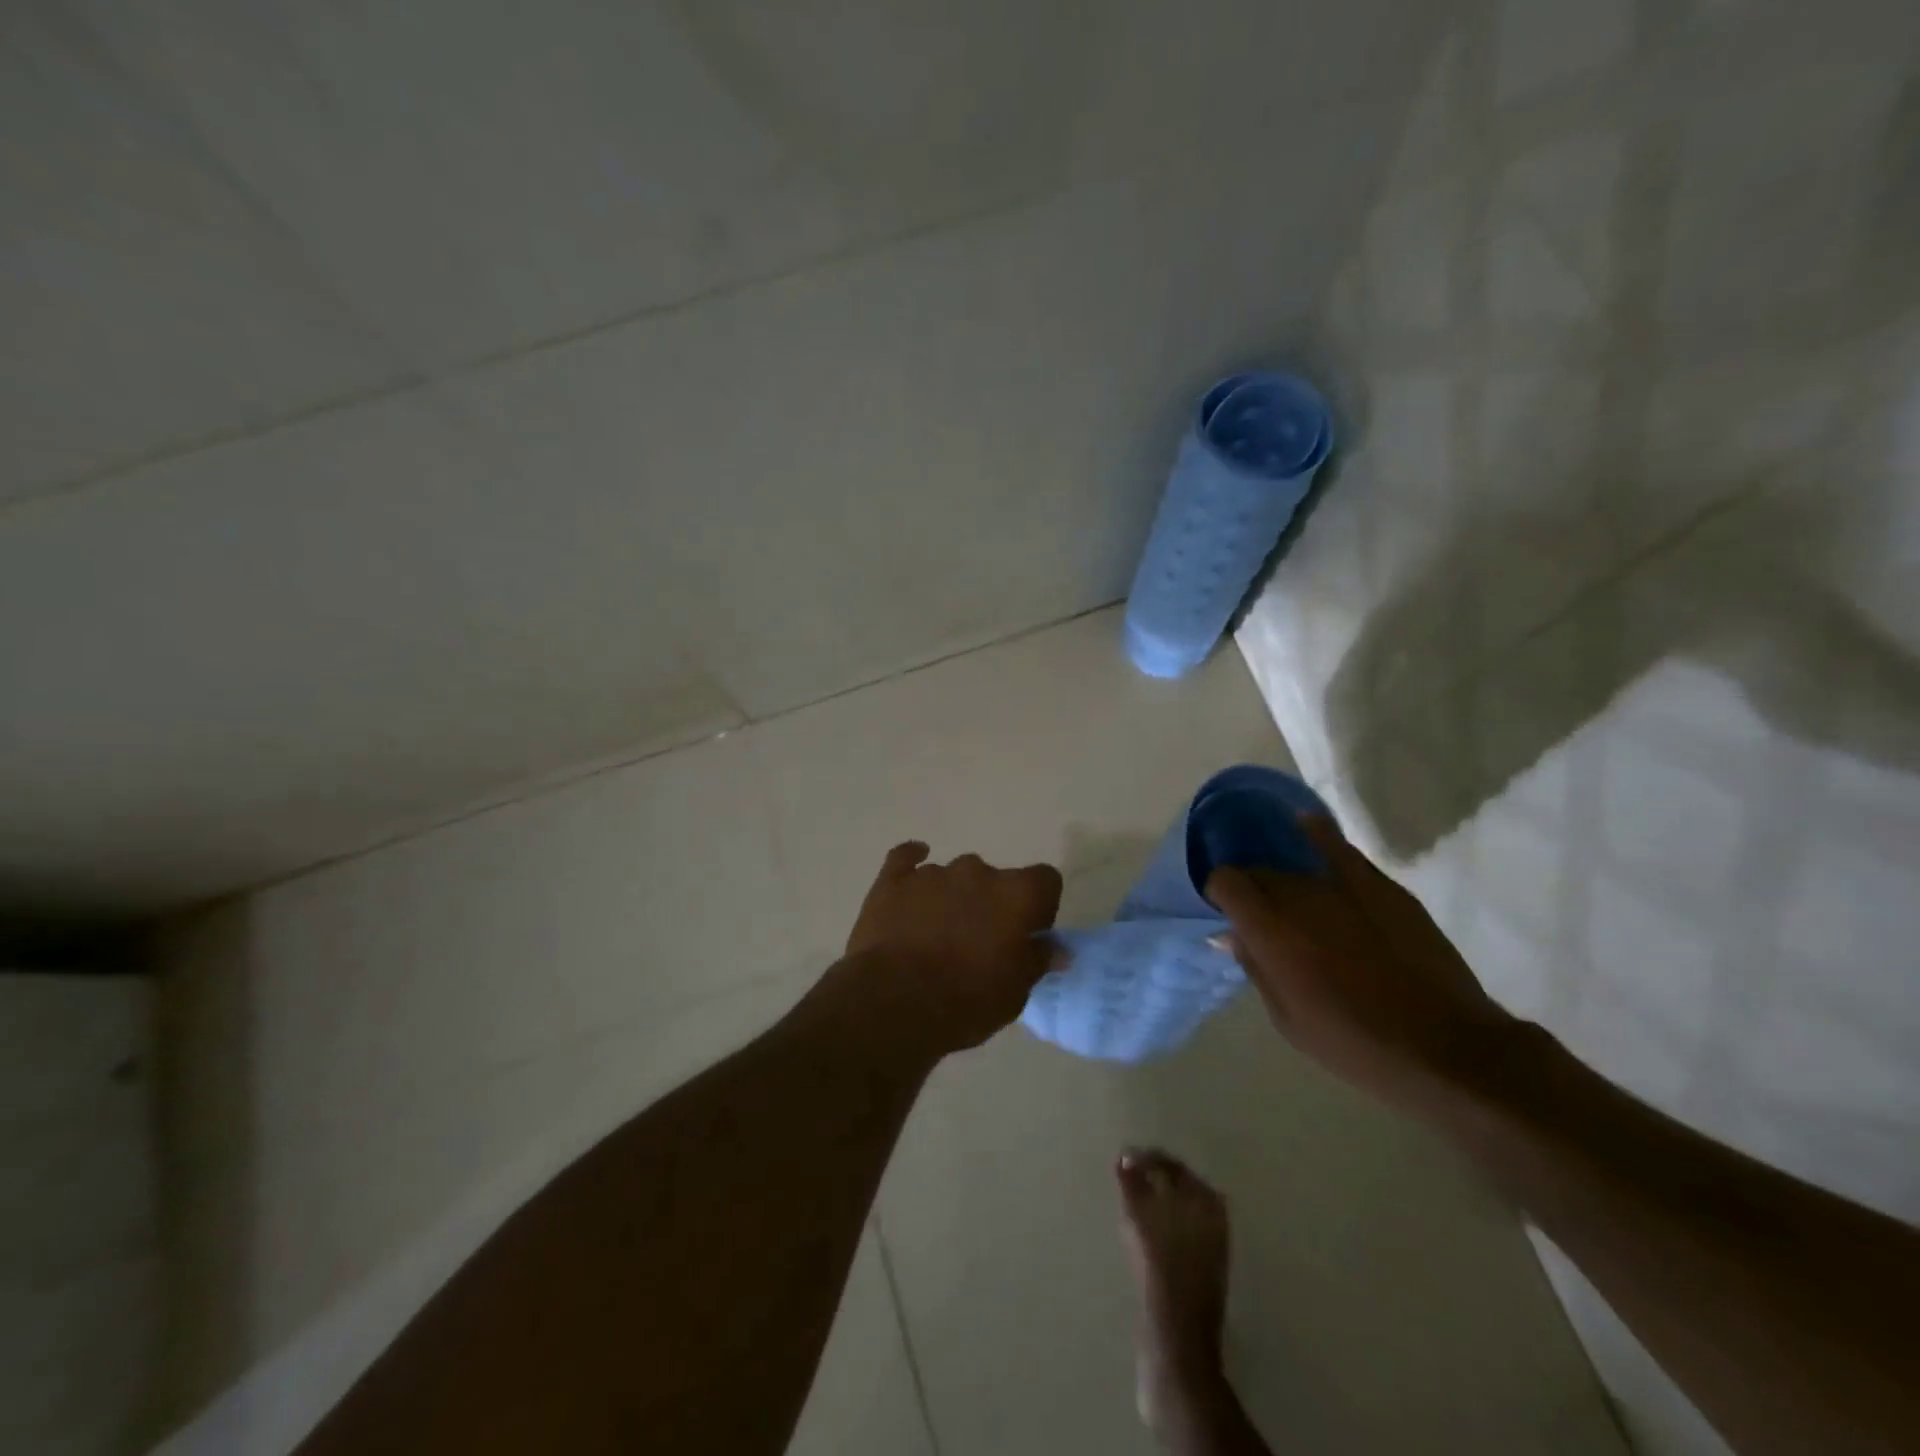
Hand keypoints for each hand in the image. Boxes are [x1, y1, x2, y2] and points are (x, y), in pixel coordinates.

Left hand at [839, 842, 1063, 1059]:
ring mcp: (932, 873)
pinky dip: (911, 865)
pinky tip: (912, 872)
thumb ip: (1037, 960)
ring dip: (953, 897)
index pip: (1045, 879)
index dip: (1040, 905)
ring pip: (953, 876)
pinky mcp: (893, 880)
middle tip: (980, 941)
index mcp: (1016, 894)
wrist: (894, 1003)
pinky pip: (905, 859)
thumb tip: (1057, 948)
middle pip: (995, 878)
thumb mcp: (1015, 992)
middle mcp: (977, 872)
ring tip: (938, 935)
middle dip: (991, 903)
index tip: (1030, 932)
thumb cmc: (967, 1001)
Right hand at [1206, 817, 1519, 1115]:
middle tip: (1264, 916)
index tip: (1226, 909)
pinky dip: (1319, 835)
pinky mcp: (1380, 885)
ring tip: (1293, 895)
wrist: (1446, 1048)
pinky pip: (1339, 847)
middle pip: (1259, 871)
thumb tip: (1230, 934)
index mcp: (1269, 931)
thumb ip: (1255, 968)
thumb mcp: (1288, 1021)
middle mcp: (1299, 897)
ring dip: (1285, 877)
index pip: (1225, 881)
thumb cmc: (1356, 1045)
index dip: (1219, 891)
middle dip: (1253, 888)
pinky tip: (1309, 828)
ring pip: (1295, 864)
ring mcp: (1342, 885)